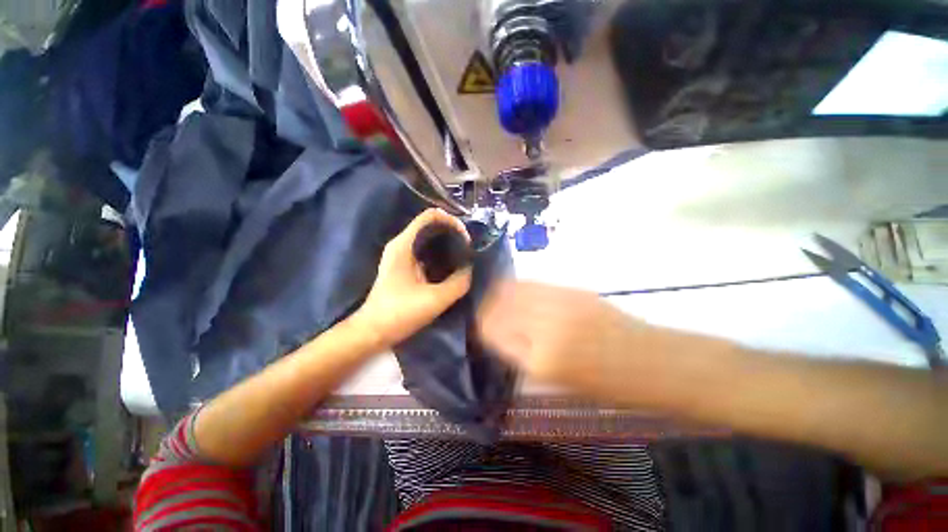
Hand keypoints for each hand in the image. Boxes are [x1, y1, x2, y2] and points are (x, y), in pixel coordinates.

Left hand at [355, 209, 472, 348]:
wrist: (372, 331)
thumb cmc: (399, 313)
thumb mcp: (435, 299)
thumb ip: (458, 283)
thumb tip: (470, 268)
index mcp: (404, 244)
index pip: (430, 216)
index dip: (451, 221)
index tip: (466, 239)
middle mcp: (401, 244)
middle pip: (430, 226)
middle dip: (452, 233)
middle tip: (469, 248)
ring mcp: (401, 255)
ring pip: (428, 239)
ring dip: (447, 244)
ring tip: (464, 255)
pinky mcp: (404, 267)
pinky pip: (425, 252)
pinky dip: (440, 254)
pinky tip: (451, 266)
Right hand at [477, 281, 649, 397]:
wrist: (649, 361)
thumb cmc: (604, 384)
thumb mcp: (556, 381)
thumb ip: (522, 355)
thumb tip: (499, 334)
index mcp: (540, 360)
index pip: (493, 332)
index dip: (482, 326)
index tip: (479, 325)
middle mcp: (545, 326)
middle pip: (499, 306)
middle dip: (487, 307)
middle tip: (484, 310)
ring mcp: (559, 303)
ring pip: (514, 289)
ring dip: (500, 292)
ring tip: (495, 296)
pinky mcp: (571, 289)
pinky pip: (534, 283)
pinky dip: (520, 286)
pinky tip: (518, 290)